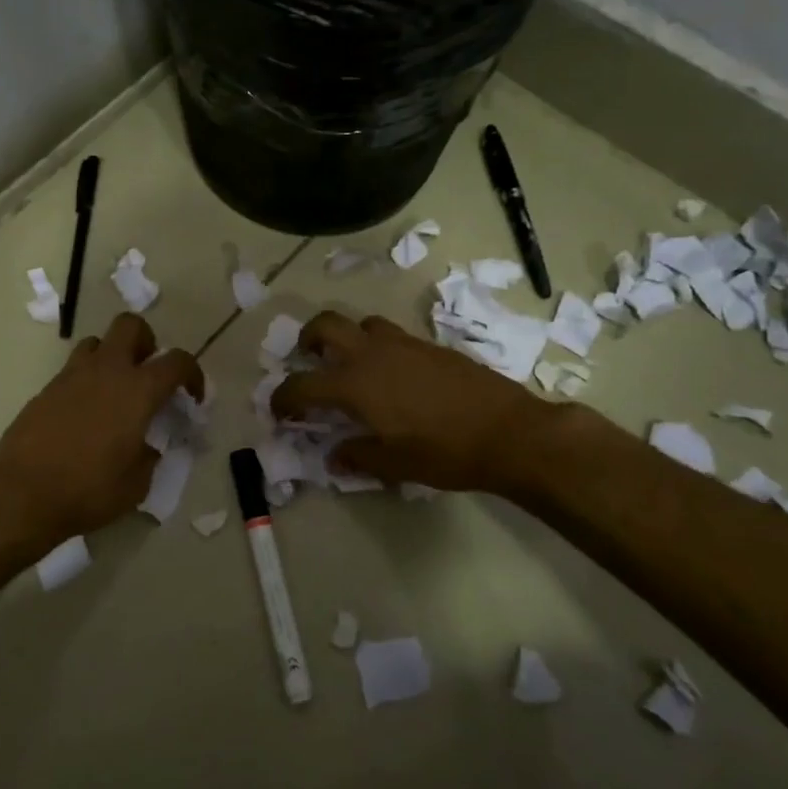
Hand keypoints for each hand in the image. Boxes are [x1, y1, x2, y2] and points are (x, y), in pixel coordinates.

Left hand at [0, 312, 204, 541]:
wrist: (21, 493)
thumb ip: (149, 456)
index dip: (192, 373)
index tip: (191, 397)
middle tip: (148, 373)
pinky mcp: (46, 389)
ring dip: (111, 356)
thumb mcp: (136, 484)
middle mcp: (106, 371)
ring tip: (114, 390)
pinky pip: (73, 370)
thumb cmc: (88, 490)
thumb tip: (147, 446)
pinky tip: (85, 414)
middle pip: (131, 325)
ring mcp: (71, 376)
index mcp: (138, 390)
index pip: (177, 360)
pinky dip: (86, 381)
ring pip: (96, 341)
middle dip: (146, 341)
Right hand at [271, 311, 544, 491]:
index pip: (302, 385)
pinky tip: (394, 375)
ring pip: (362, 323)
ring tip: (353, 365)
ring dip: (348, 338)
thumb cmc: (444, 451)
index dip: (283, 398)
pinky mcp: (429, 345)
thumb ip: (358, 457)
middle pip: (326, 325)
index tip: (279, 411)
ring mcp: (403, 344)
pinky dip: (379, 347)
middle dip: (307, 338)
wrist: (509, 431)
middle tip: (309, 359)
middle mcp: (372, 353)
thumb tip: (335, 456)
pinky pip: (392, 335)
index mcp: (354, 383)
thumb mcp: (394, 465)